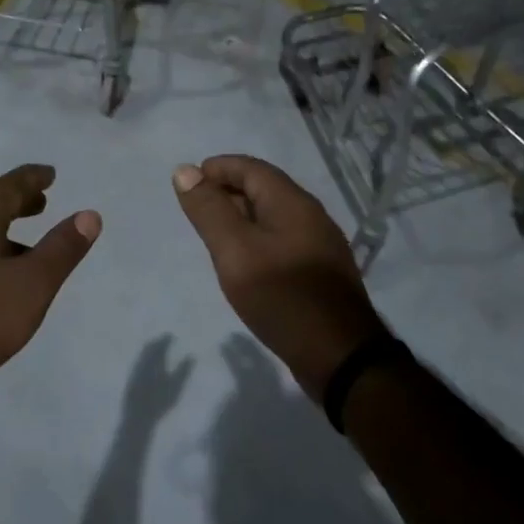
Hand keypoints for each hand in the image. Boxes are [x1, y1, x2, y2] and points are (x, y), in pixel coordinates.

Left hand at [0, 164, 99, 412]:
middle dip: (18, 201)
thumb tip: (89, 214)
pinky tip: (3, 279)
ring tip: (30, 242)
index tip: (51, 173)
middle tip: (43, 200)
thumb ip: (62, 249)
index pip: (7, 187)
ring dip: (6, 229)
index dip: (32, 178)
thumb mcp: (32, 285)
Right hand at [172, 155, 383, 400]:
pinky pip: (283, 241)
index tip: (189, 184)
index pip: (251, 168)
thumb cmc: (281, 295)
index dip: (218, 169)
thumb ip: (209, 210)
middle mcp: (311, 215)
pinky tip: (246, 264)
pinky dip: (258, 240)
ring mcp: (320, 245)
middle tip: (196, 211)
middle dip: (228, 192)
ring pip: (274, 217)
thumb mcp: (235, 250)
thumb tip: (184, 170)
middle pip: (264, 189)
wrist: (338, 355)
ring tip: (214, 237)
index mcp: (292, 202)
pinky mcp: (321, 272)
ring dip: (242, 218)